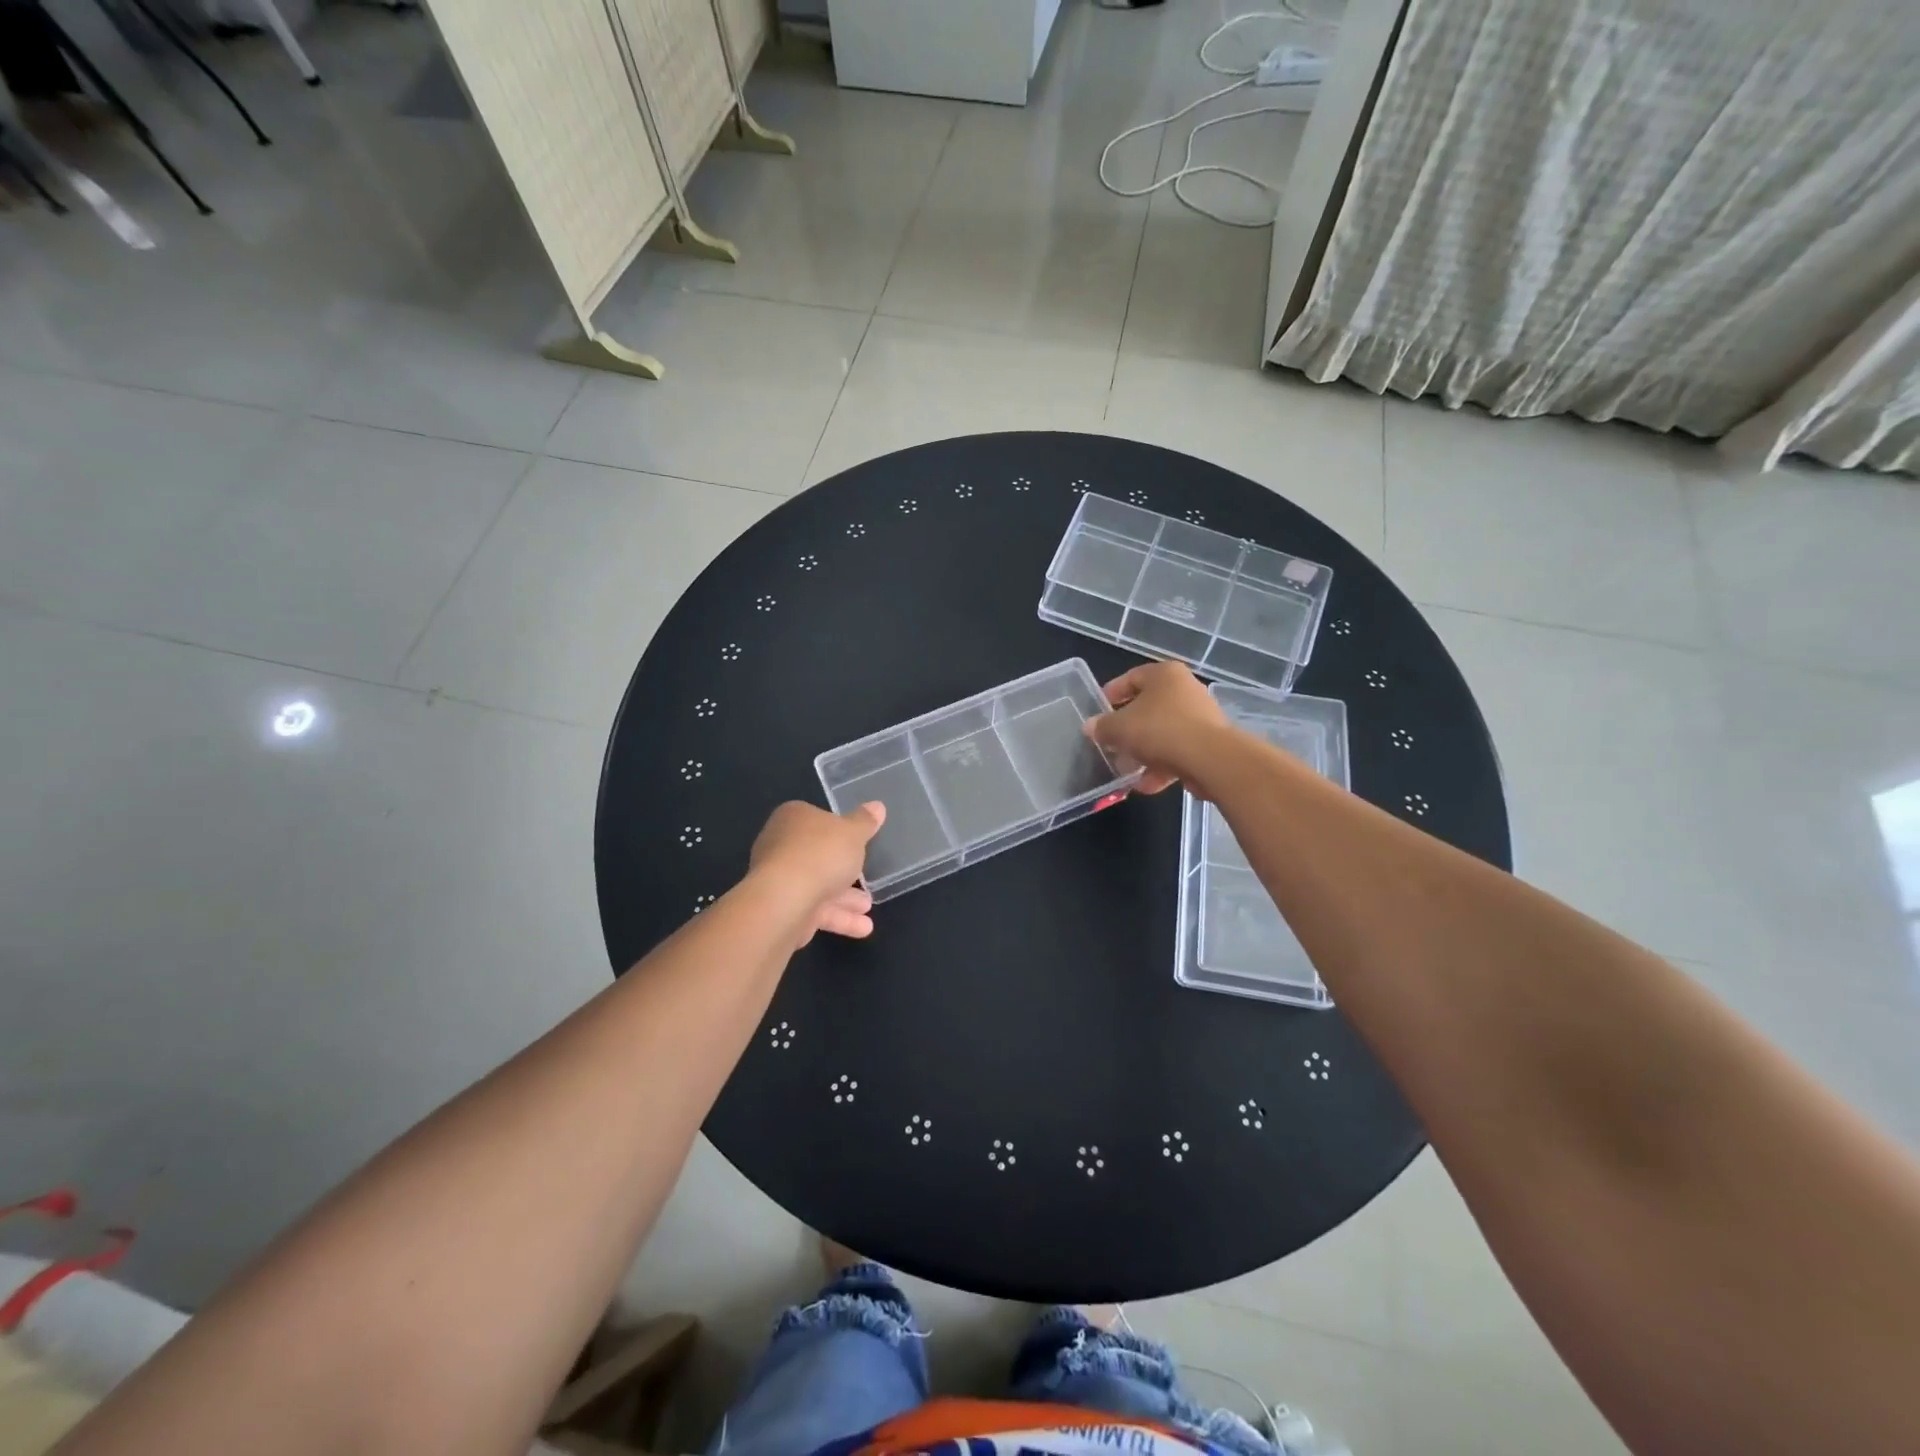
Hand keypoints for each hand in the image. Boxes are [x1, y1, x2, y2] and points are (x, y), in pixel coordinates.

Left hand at [748, 800, 886, 943]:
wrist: (785, 900)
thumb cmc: (821, 854)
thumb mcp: (853, 833)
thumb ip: (865, 822)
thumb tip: (877, 806)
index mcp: (793, 818)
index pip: (817, 820)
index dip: (838, 831)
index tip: (857, 843)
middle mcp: (781, 845)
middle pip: (818, 855)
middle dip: (844, 870)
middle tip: (866, 878)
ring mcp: (779, 879)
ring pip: (817, 886)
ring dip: (844, 898)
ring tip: (868, 907)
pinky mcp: (781, 909)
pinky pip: (814, 910)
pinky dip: (838, 918)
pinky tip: (863, 928)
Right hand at [1082, 662, 1229, 794]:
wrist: (1209, 759)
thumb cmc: (1159, 730)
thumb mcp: (1119, 728)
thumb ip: (1102, 727)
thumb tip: (1090, 727)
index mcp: (1164, 674)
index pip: (1131, 677)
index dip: (1111, 694)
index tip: (1098, 711)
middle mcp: (1185, 689)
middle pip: (1148, 707)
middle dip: (1127, 729)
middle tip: (1110, 743)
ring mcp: (1200, 717)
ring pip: (1162, 733)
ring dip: (1143, 753)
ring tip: (1126, 770)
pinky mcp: (1208, 743)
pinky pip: (1177, 751)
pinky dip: (1161, 766)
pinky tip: (1146, 785)